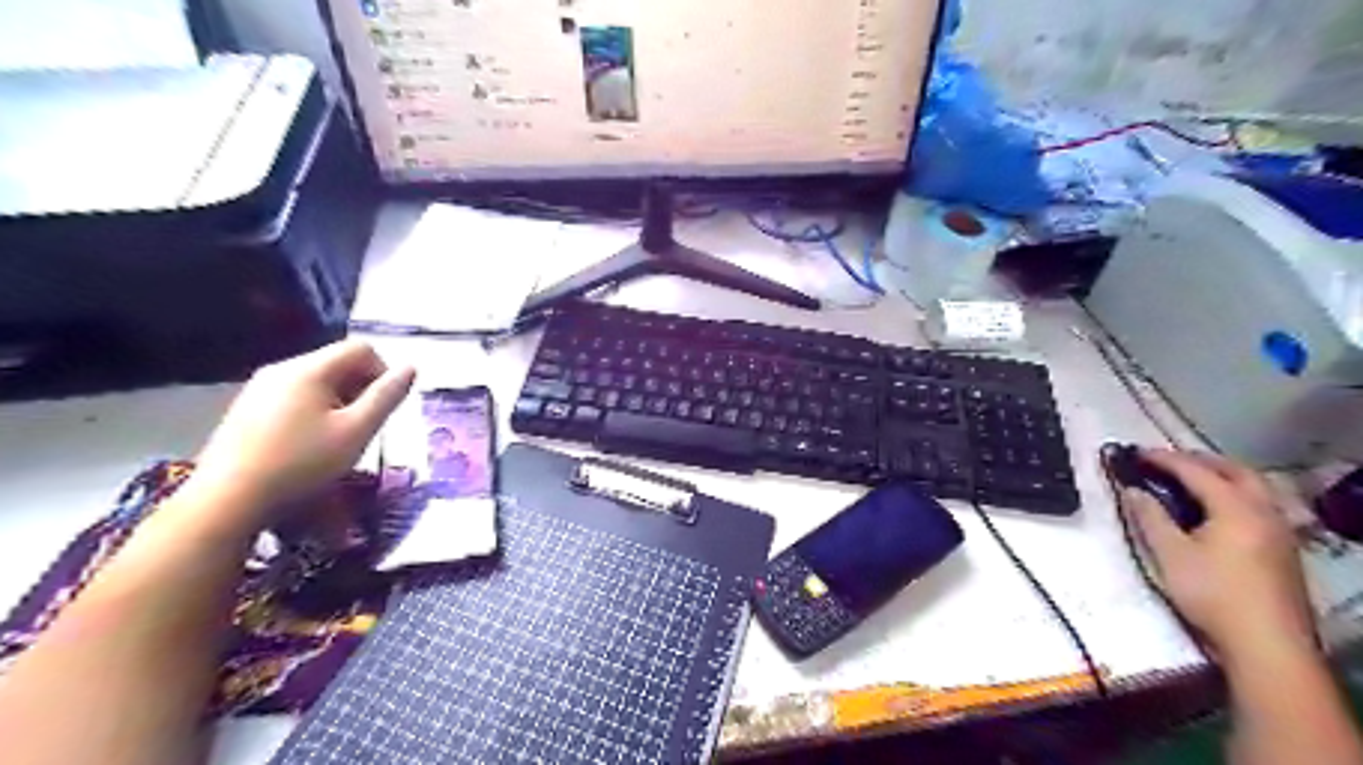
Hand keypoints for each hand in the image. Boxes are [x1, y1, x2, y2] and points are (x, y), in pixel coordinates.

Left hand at [190, 340, 417, 525]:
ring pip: (316, 381)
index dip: (383, 372)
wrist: (227, 501)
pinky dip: (313, 411)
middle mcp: (282, 369)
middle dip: (361, 388)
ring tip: (338, 437)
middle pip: (337, 363)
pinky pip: (293, 396)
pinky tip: (308, 444)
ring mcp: (259, 388)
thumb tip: (411, 368)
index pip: (361, 348)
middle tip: (365, 425)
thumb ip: (386, 397)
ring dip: (339, 401)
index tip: (384, 407)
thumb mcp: (356, 431)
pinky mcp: (246, 409)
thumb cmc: (301, 464)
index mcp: (309, 369)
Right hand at [1117, 452, 1321, 666]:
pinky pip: (1259, 506)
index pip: (1197, 471)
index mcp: (1236, 508)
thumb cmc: (1212, 593)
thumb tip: (1132, 490)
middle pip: (1235, 471)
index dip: (1164, 459)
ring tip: (1191, 480)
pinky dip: (1234, 494)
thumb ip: (1150, 516)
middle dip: (1200, 461)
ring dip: (1221, 476)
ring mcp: (1280, 531)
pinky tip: (1217, 510)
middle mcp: (1264, 512)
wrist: (1266, 644)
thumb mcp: (1170, 554)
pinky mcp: (1283, 550)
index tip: (1136, 453)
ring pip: (1253, 488)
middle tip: (1167, 461)